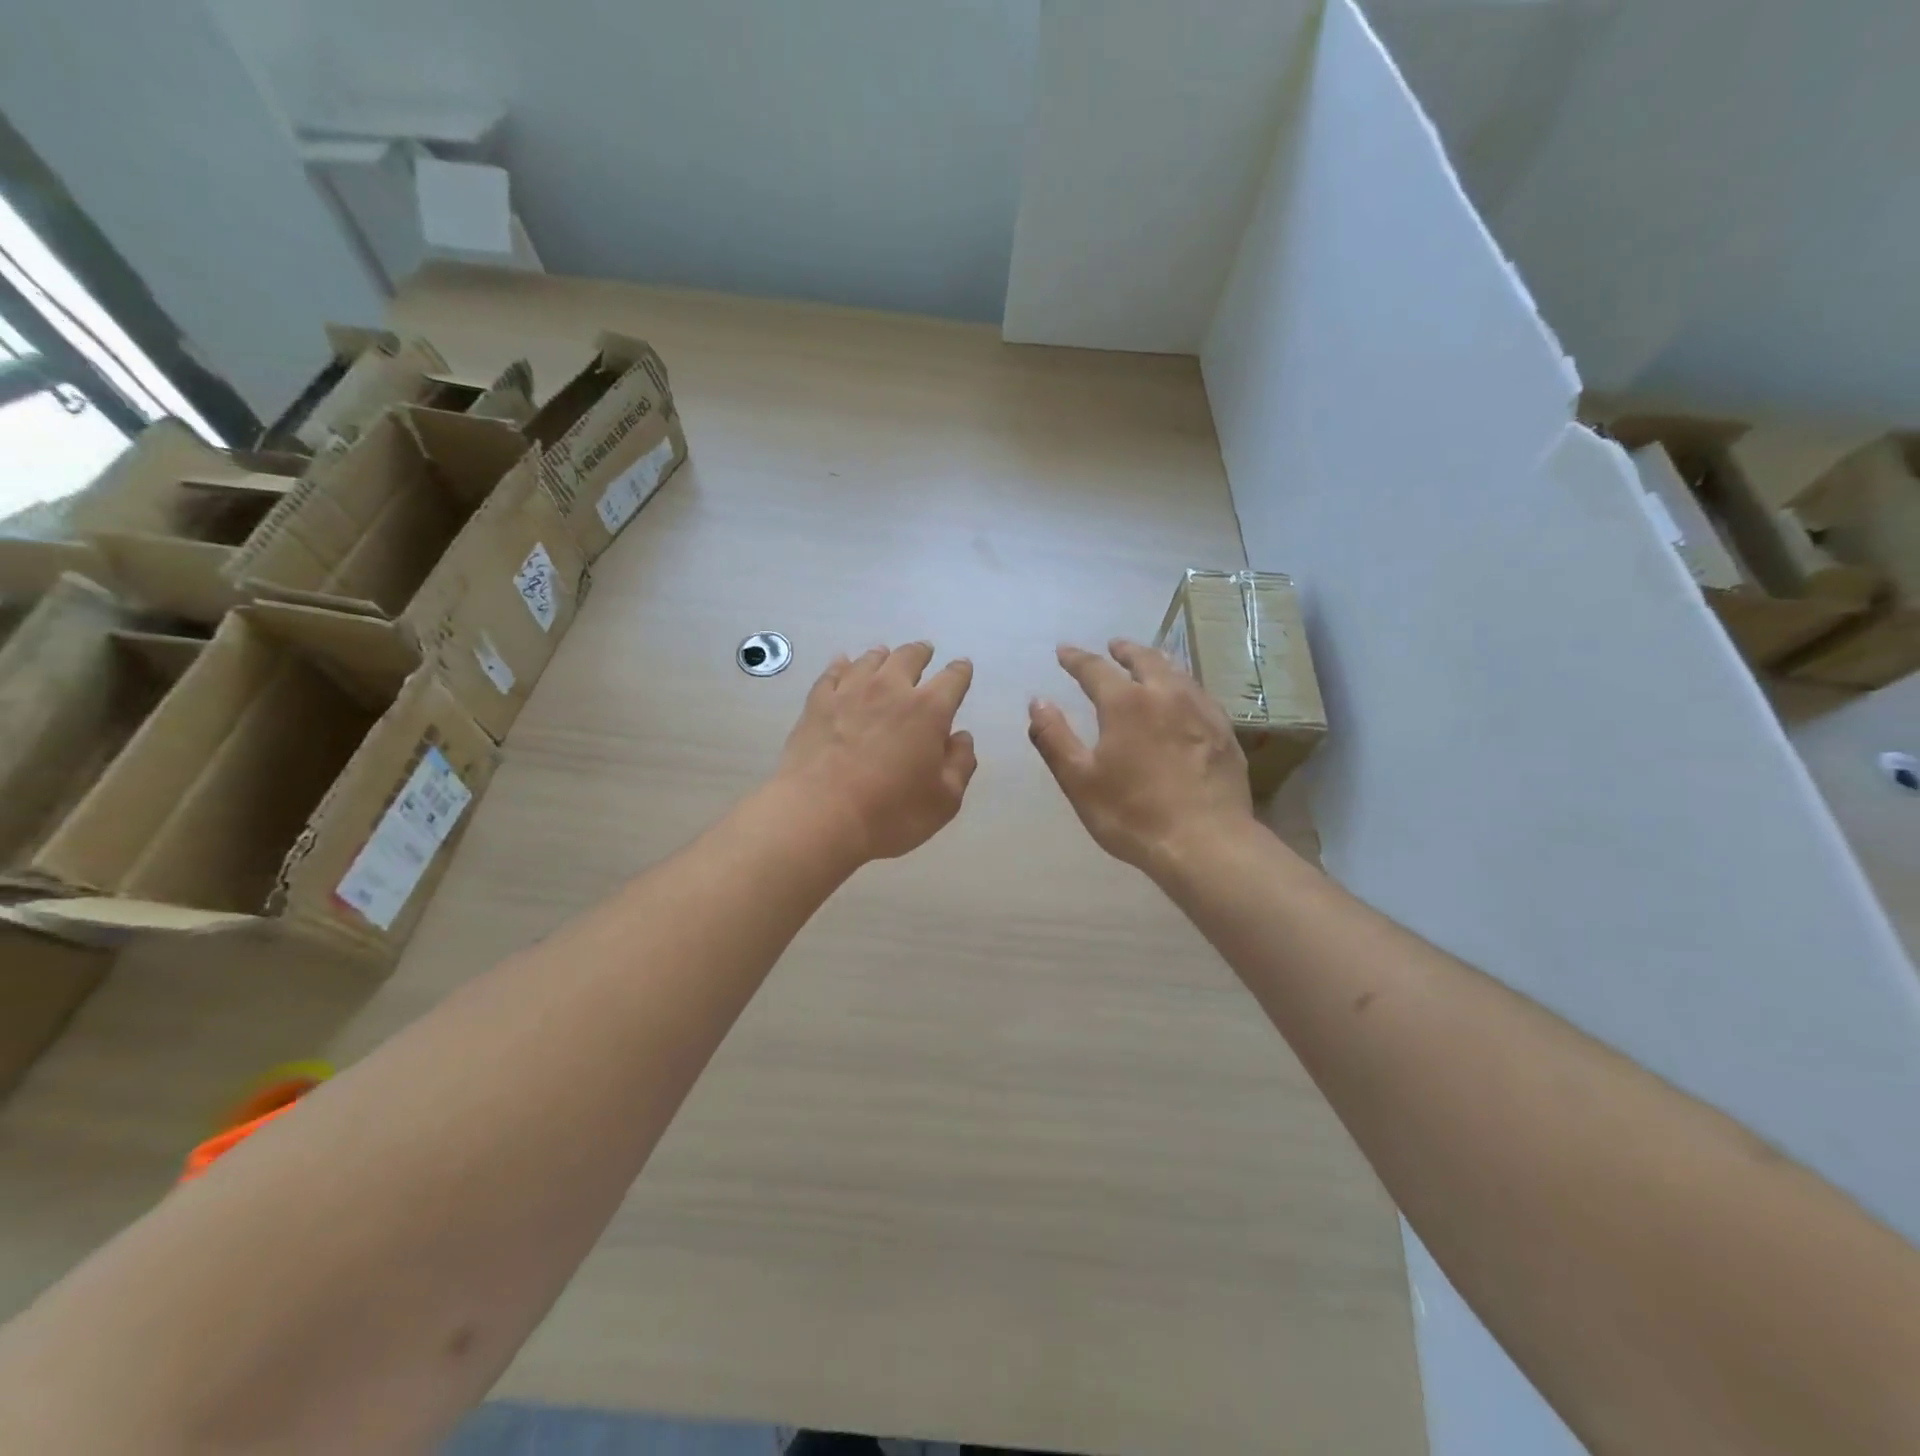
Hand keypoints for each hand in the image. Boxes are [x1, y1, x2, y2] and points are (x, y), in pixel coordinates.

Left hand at [774, 642, 976, 864]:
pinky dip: (843, 664)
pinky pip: (833, 672)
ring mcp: (850, 692)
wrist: (819, 816)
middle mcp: (891, 689)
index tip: (962, 668)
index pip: (953, 679)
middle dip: (921, 653)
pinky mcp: (817, 703)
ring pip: (871, 660)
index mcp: (929, 710)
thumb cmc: (891, 813)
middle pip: (909, 657)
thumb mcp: (944, 800)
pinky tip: (843, 664)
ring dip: (883, 656)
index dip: (960, 671)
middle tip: (924, 651)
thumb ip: (960, 764)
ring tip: (885, 655)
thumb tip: (961, 737)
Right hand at [1029, 639, 1252, 874]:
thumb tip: (1038, 702)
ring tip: (1149, 661)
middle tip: (1113, 646)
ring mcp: (1201, 711)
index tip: (1064, 651)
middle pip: (1144, 660)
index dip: (1076, 659)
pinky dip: (1183, 685)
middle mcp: (1166, 695)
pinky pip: (1200, 694)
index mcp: (1126, 703)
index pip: (1095, 669)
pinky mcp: (1224, 732)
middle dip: (1124, 650)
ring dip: (1157, 661)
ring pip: (1177, 672)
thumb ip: (1054, 738)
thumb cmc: (1132, 814)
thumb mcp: (1079, 780)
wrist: (1205, 843)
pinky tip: (1184, 697)